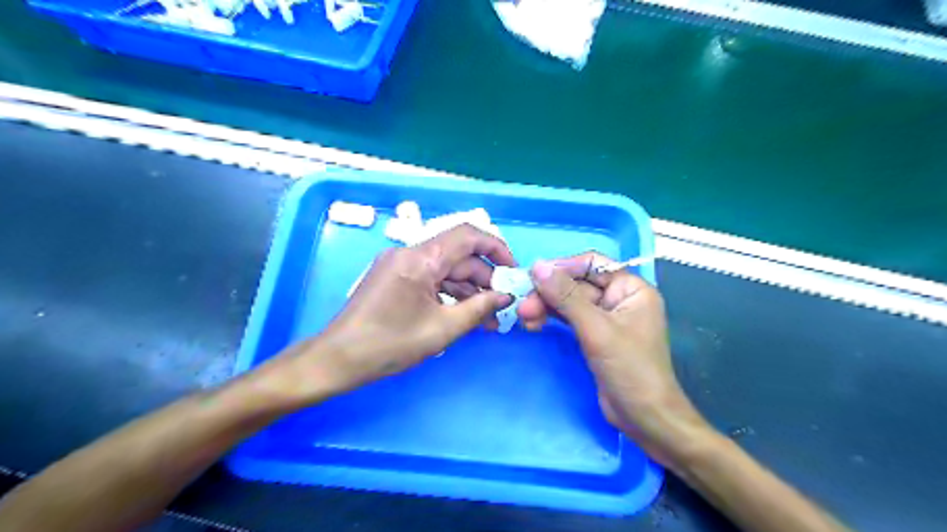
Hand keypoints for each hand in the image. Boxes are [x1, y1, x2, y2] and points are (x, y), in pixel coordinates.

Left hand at [275, 223, 515, 399]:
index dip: (496, 248)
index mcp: (420, 258)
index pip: (468, 235)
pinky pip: (430, 279)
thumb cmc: (389, 344)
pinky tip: (464, 314)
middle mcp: (410, 253)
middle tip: (503, 306)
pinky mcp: (395, 278)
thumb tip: (506, 297)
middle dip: (485, 279)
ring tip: (488, 320)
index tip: (513, 271)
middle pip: (458, 256)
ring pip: (445, 269)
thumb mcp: (442, 329)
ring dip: (468, 290)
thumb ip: (479, 309)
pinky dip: (449, 294)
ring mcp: (400, 264)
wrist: (338, 359)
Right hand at [517, 251, 710, 465]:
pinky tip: (533, 323)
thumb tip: (537, 267)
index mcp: (631, 289)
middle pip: (577, 284)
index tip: (534, 276)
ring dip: (546, 306)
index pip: (592, 264)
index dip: (563, 267)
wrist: (644, 418)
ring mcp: (606, 318)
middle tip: (523, 306)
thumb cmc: (630, 369)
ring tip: (524, 318)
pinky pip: (570, 319)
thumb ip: (566, 296)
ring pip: (570, 302)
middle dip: (549, 293)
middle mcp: (619, 299)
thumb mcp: (596, 329)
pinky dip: (552, 319)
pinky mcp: (595, 336)